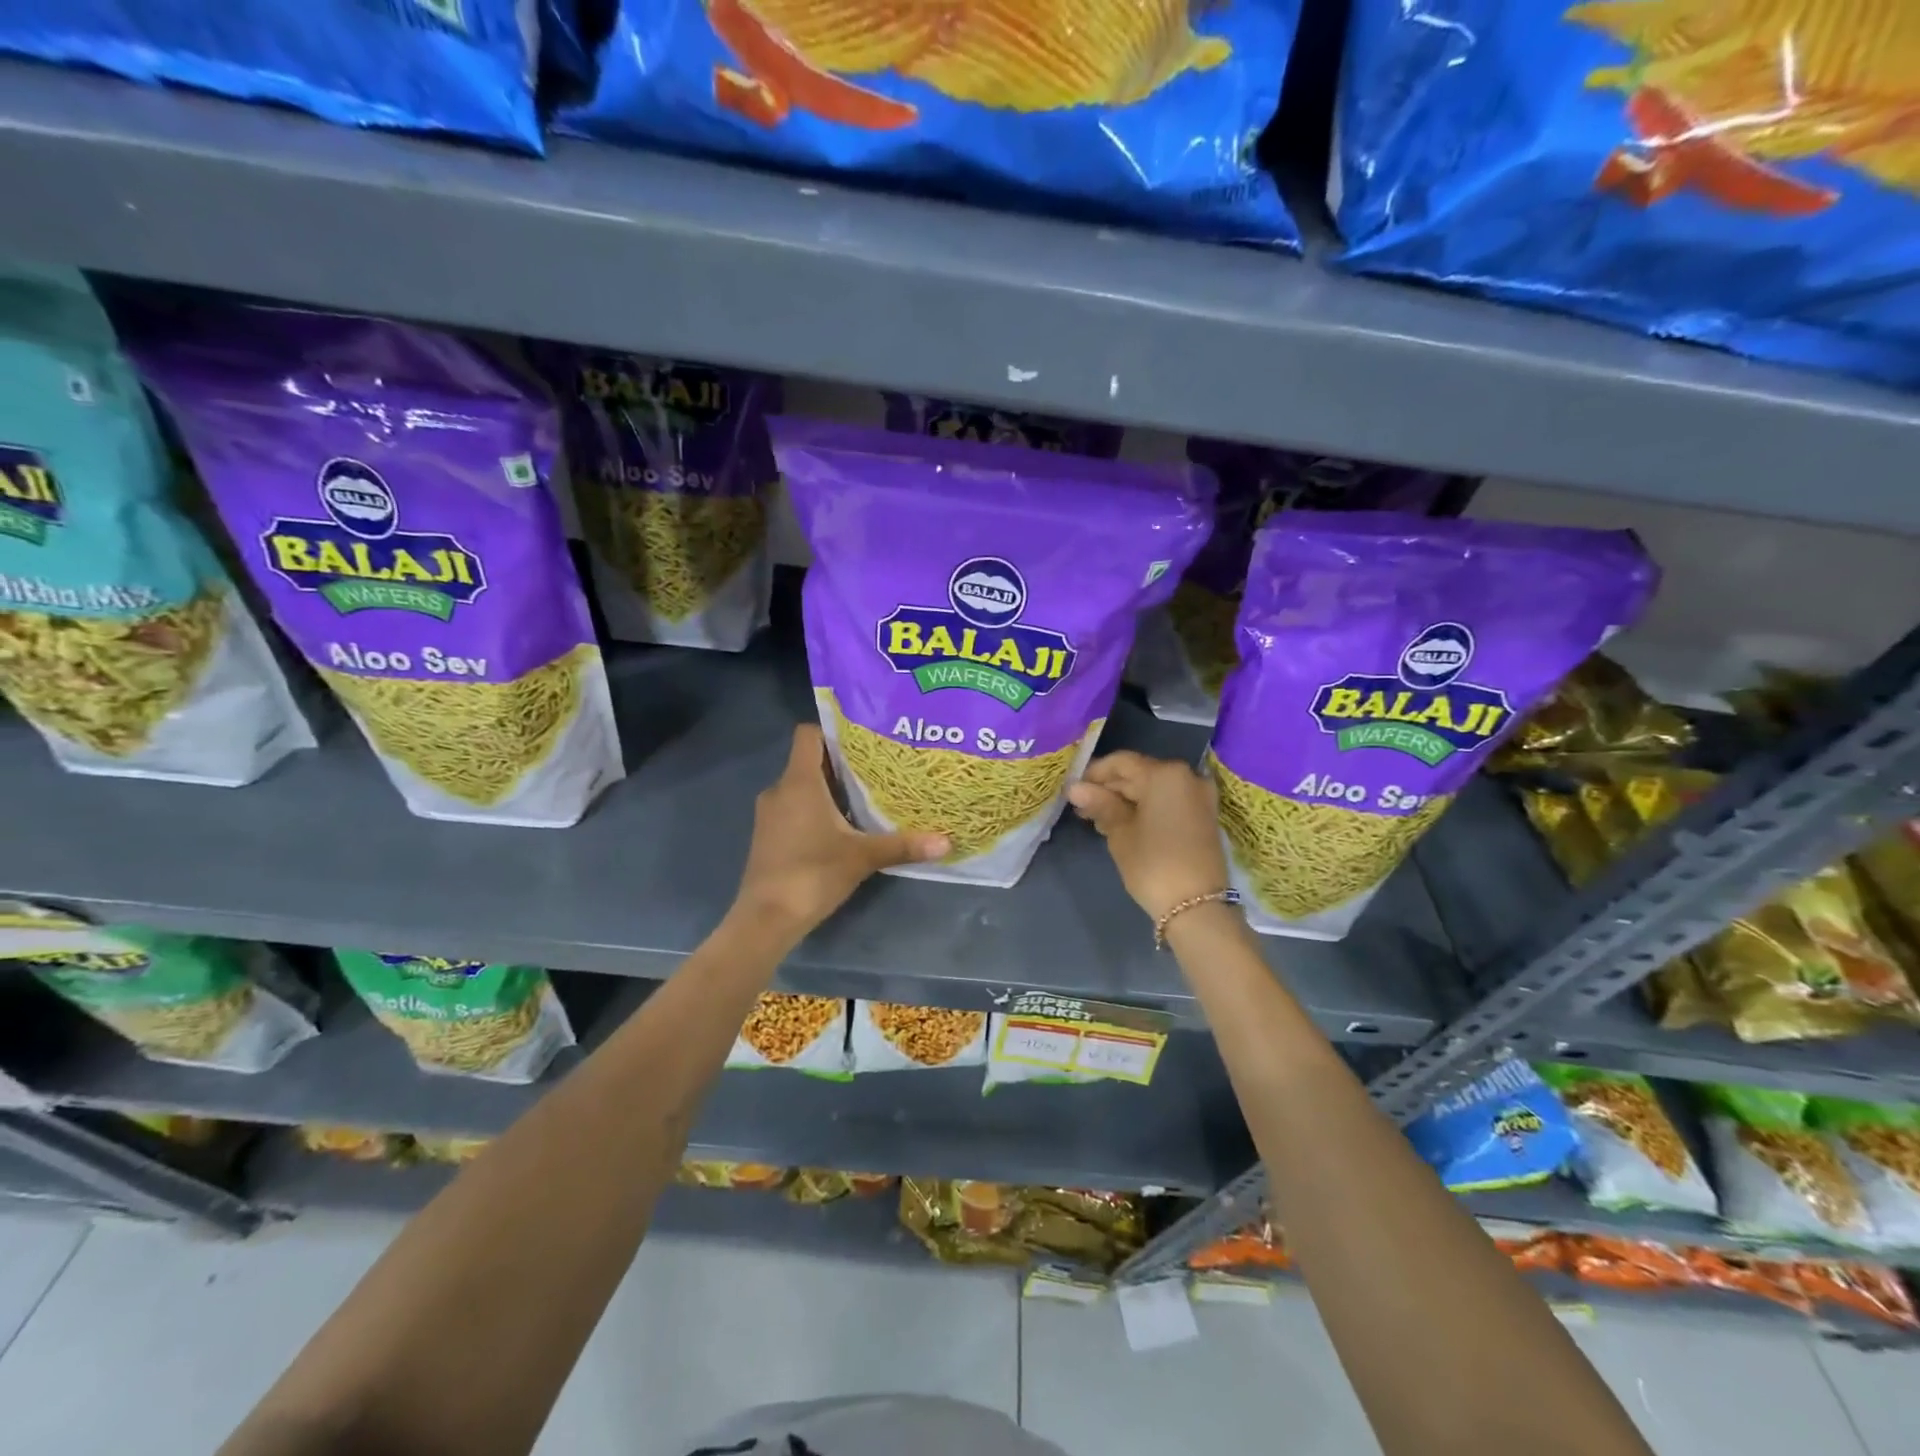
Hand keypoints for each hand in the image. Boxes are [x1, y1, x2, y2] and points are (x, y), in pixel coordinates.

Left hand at [734, 725, 949, 939]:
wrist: (766, 918)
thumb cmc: (813, 874)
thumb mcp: (862, 858)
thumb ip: (903, 845)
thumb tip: (946, 842)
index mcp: (799, 782)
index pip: (808, 734)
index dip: (833, 730)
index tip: (863, 739)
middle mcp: (779, 790)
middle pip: (809, 760)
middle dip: (841, 763)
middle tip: (877, 768)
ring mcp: (769, 814)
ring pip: (801, 786)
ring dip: (829, 789)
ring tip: (865, 796)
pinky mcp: (768, 836)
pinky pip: (793, 808)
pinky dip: (815, 809)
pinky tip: (842, 827)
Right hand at [1068, 751, 1230, 922]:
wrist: (1197, 907)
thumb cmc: (1153, 863)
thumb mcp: (1120, 832)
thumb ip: (1100, 804)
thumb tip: (1075, 788)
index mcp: (1165, 774)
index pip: (1121, 762)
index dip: (1094, 773)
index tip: (1073, 790)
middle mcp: (1187, 777)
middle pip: (1139, 774)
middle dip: (1109, 789)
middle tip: (1082, 808)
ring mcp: (1199, 797)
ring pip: (1153, 789)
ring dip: (1126, 800)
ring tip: (1098, 820)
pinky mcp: (1203, 816)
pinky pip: (1168, 802)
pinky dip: (1146, 808)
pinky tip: (1123, 824)